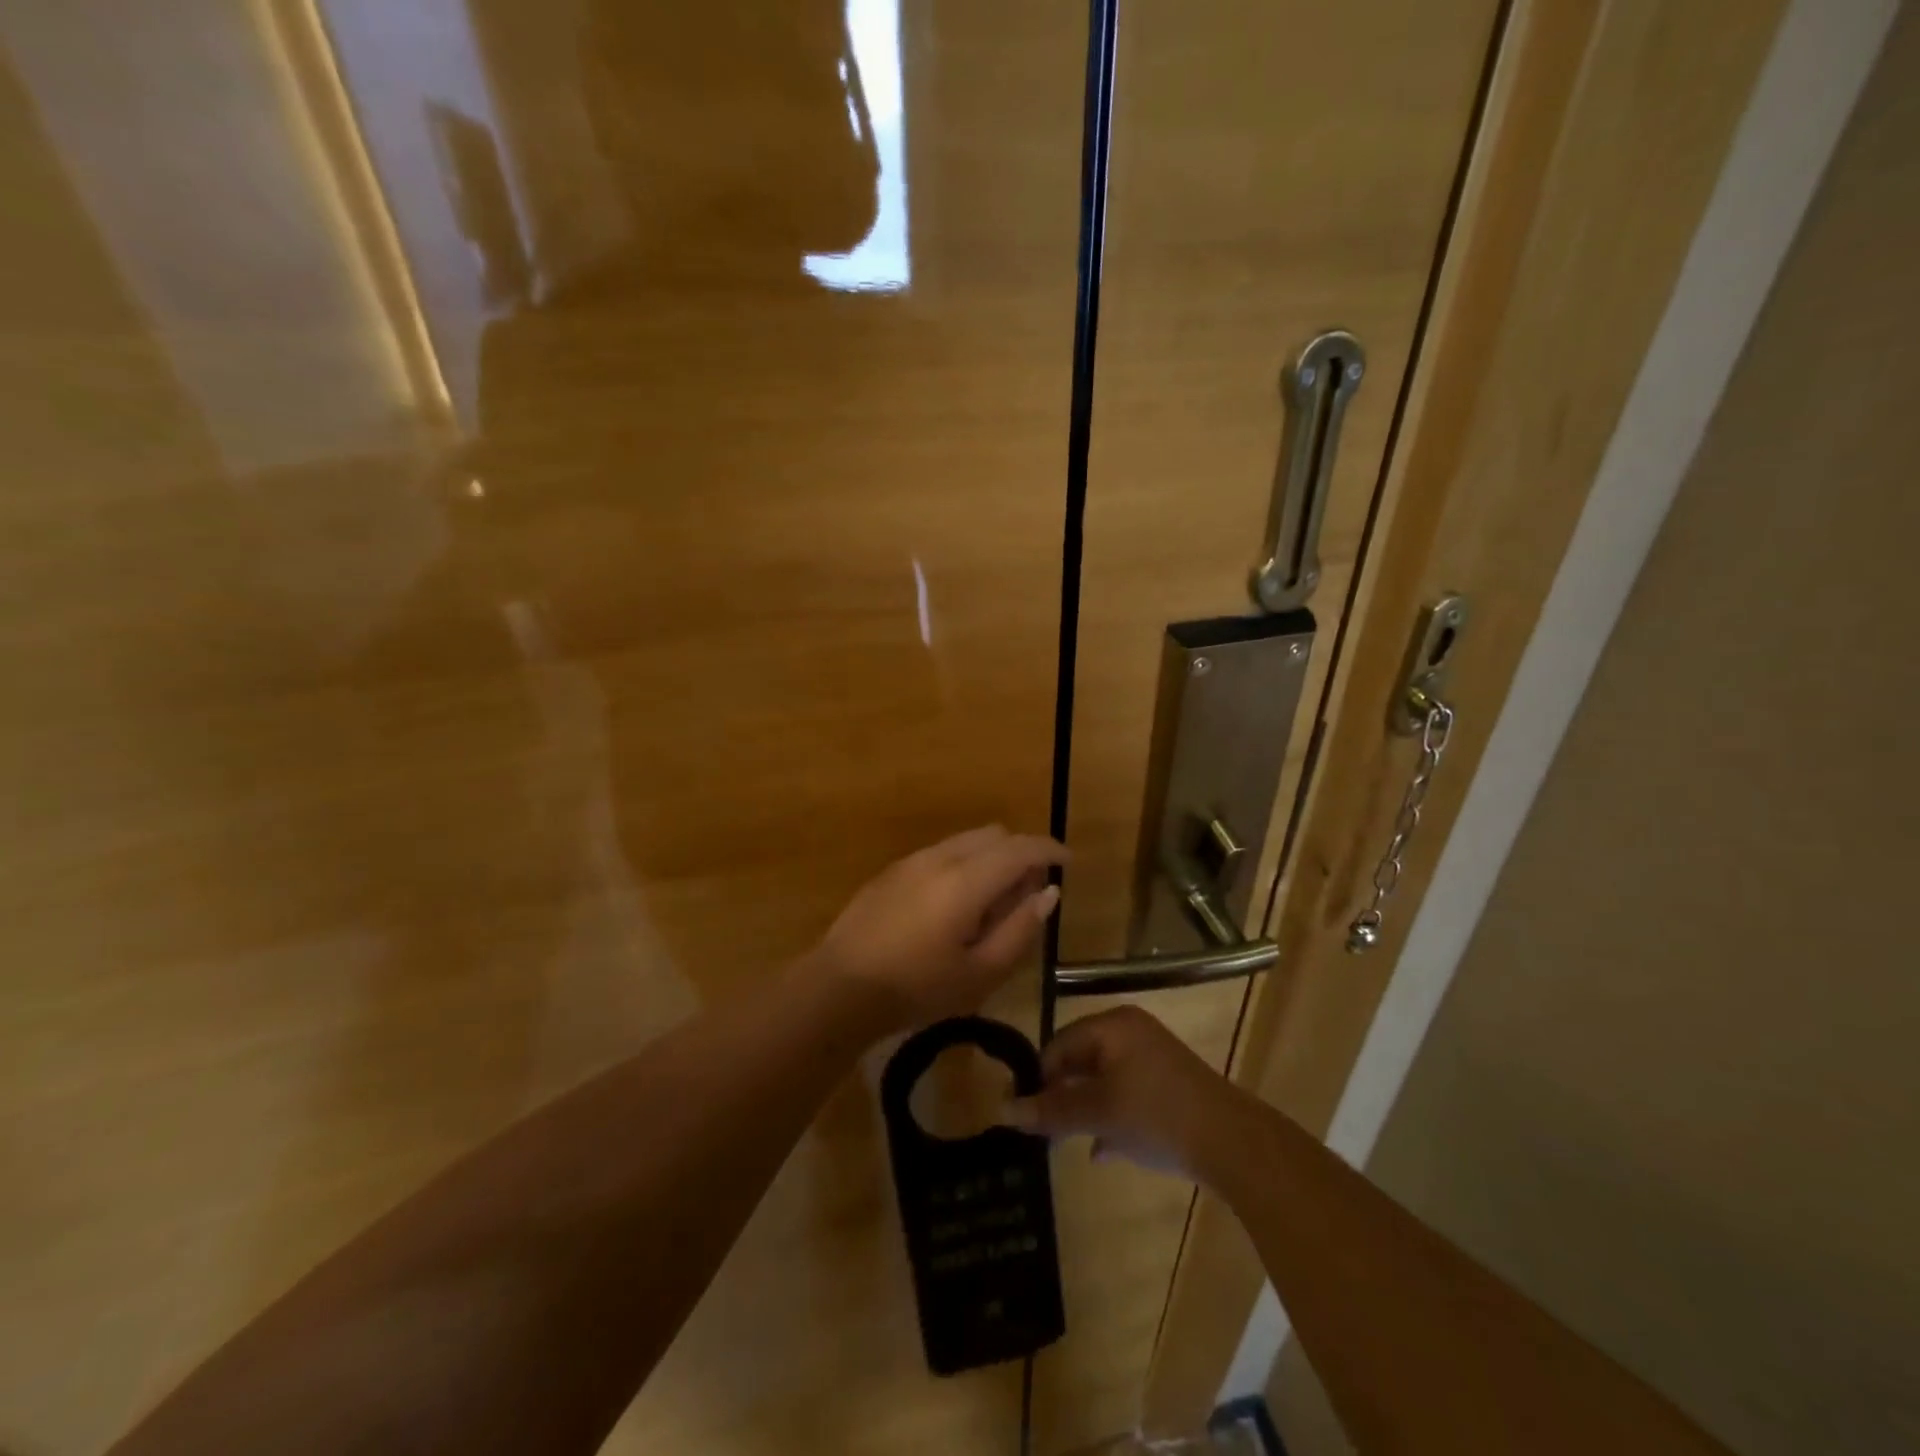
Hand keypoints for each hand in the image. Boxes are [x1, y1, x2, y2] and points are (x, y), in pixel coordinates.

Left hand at [816, 826, 1065, 1034]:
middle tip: (1028, 893)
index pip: (1020, 848)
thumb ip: (1020, 929)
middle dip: (1020, 853)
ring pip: (966, 840)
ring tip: (992, 902)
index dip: (1050, 850)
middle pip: (994, 835)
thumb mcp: (980, 973)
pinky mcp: (892, 871)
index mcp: (967, 880)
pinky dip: (964, 863)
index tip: (1068, 862)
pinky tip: (954, 905)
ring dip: (991, 857)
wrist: (839, 987)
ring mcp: (912, 860)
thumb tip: (1048, 893)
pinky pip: (941, 852)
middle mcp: (941, 857)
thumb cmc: (917, 988)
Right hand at [1002, 1006, 1240, 1180]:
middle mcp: (1131, 1034)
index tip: (1023, 1113)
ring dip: (1084, 1111)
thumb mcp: (1097, 1112)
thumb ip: (1051, 1110)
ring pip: (1103, 1082)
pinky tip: (1101, 1150)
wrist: (1231, 1143)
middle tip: (1042, 1130)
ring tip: (1065, 1142)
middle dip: (1061, 1096)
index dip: (1038, 1078)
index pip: (1059, 1044)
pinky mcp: (1169, 1088)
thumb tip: (1003, 1110)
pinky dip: (1110, 1118)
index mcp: (1113, 1026)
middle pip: (1081, 1061)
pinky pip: (1126, 1096)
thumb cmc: (1156, 1114)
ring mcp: (1153, 1060)